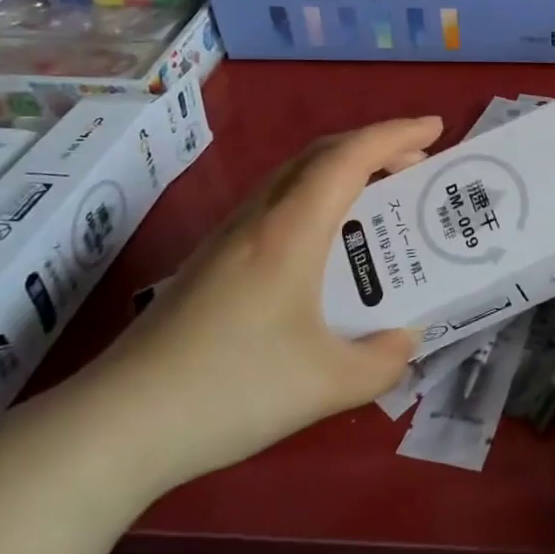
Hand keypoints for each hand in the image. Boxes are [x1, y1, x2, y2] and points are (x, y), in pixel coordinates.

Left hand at [66, 116, 442, 494]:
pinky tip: (323, 241)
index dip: (396, 134)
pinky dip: (314, 196)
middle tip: (416, 161)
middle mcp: (258, 219)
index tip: (436, 128)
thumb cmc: (231, 391)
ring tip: (377, 194)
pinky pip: (275, 203)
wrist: (117, 425)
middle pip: (320, 155)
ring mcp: (227, 238)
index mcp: (290, 231)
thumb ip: (383, 361)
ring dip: (342, 170)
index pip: (350, 158)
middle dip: (374, 146)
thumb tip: (404, 339)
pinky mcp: (210, 262)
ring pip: (293, 176)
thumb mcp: (328, 385)